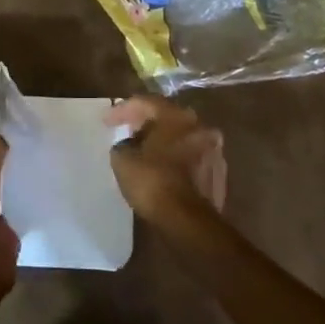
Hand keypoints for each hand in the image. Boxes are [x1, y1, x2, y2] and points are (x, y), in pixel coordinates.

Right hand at [106, 95, 226, 223]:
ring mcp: (214, 152)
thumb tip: (129, 145)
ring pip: (182, 139)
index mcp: (177, 117)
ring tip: (143, 153)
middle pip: (168, 118)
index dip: (122, 110)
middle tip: (127, 131)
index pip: (146, 103)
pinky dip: (175, 161)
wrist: (186, 220)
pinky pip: (190, 160)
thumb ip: (123, 144)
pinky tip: (162, 171)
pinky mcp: (218, 176)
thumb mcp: (122, 159)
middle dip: (146, 124)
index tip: (106, 122)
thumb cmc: (152, 181)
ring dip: (163, 143)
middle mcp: (201, 128)